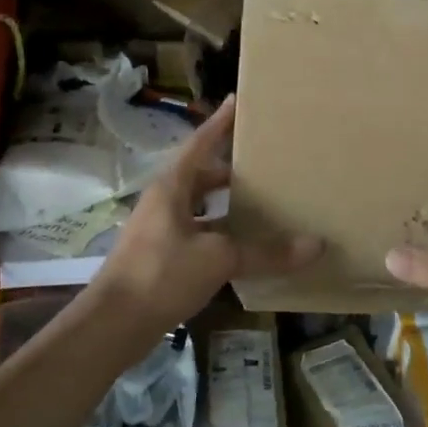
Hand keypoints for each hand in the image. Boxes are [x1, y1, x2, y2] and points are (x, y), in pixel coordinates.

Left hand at [91, 96, 319, 332]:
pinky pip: (198, 233)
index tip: (239, 101)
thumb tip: (315, 245)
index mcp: (172, 186)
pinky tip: (244, 246)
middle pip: (201, 174)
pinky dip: (220, 234)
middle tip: (266, 161)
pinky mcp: (161, 257)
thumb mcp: (218, 259)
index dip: (220, 122)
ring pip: (200, 206)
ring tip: (263, 201)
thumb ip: (266, 252)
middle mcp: (164, 202)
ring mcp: (160, 230)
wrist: (112, 325)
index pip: (201, 143)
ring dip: (226, 203)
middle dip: (231, 167)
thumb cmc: (160, 275)